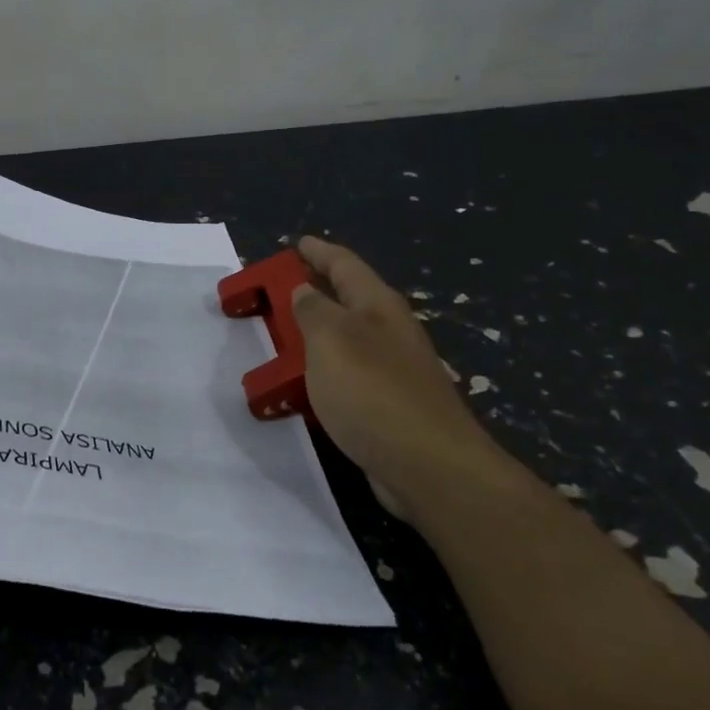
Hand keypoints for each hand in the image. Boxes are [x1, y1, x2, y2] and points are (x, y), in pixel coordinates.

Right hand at [291, 236, 491, 515]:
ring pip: (348, 339)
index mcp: (378, 306)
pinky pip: (349, 376)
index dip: (319, 252)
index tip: (297, 243)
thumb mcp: (331, 339)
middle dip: (317, 290)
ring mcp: (395, 370)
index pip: (345, 265)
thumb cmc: (374, 391)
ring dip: (318, 333)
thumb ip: (313, 310)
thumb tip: (306, 290)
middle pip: (350, 299)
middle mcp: (390, 331)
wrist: (428, 466)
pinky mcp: (391, 406)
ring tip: (285, 336)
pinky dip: (324, 371)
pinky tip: (308, 385)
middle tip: (281, 289)